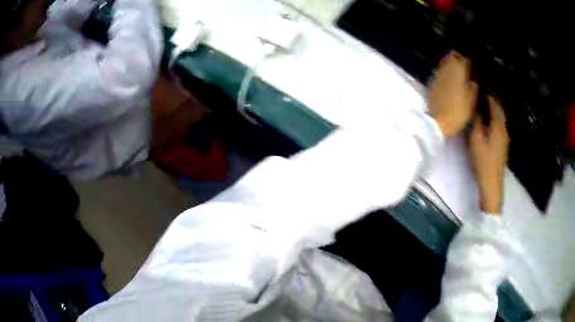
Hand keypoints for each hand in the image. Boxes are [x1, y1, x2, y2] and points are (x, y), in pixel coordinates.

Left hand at [428, 51, 478, 138]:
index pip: (461, 56)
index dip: (466, 60)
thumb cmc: (459, 110)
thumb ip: (473, 86)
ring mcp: (437, 74)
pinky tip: (451, 81)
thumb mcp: (472, 99)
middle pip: (451, 56)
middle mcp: (445, 67)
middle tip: (465, 68)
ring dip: (451, 66)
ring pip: (445, 63)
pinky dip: (446, 73)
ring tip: (459, 74)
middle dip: (458, 59)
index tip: (472, 66)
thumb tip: (473, 80)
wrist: (438, 121)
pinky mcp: (433, 82)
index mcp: (457, 69)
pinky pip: (441, 72)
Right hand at [468, 96, 508, 213]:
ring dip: (493, 110)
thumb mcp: (476, 139)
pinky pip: (499, 126)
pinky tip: (487, 121)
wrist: (492, 184)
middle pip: (499, 110)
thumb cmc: (483, 160)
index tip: (479, 84)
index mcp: (498, 125)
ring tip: (483, 104)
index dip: (487, 93)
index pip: (494, 103)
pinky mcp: (503, 146)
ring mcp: (505, 138)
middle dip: (491, 100)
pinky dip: (494, 119)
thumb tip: (476, 105)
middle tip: (481, 92)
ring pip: (500, 118)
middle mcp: (504, 129)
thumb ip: (476, 120)